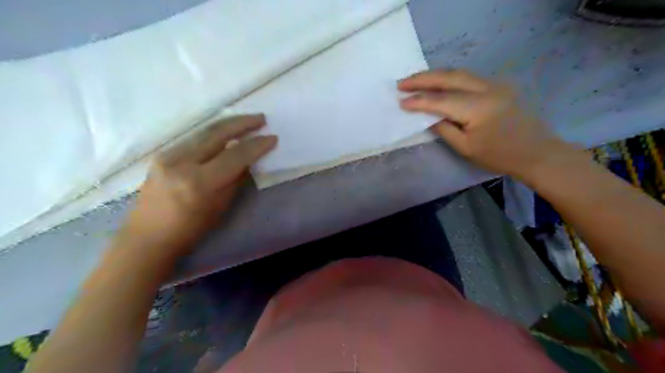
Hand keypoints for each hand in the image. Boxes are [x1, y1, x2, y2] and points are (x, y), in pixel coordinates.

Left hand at [119, 114, 275, 253]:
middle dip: (242, 123)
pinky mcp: (162, 154)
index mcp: (199, 182)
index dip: (256, 145)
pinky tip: (224, 132)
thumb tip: (248, 160)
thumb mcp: (221, 206)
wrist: (148, 236)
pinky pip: (193, 138)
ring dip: (228, 124)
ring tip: (246, 120)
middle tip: (261, 118)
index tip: (272, 138)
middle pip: (217, 134)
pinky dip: (213, 133)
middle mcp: (182, 163)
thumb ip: (235, 179)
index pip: (235, 155)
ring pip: (204, 131)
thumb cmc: (190, 229)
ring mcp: (168, 155)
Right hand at [396, 69, 568, 177]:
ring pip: (459, 73)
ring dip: (435, 75)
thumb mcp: (466, 148)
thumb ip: (444, 129)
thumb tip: (427, 116)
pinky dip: (448, 78)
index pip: (441, 100)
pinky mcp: (498, 86)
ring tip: (415, 80)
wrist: (537, 152)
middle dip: (423, 79)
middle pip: (449, 77)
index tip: (400, 101)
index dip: (419, 101)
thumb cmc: (500, 156)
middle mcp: (487, 89)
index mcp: (478, 107)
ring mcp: (495, 84)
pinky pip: (468, 78)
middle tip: (401, 83)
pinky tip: (437, 83)